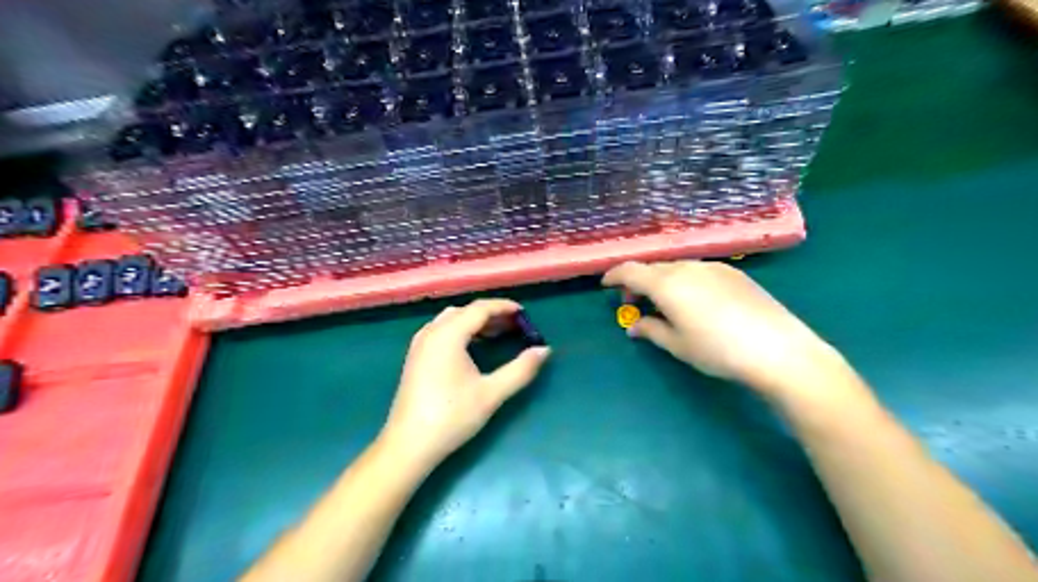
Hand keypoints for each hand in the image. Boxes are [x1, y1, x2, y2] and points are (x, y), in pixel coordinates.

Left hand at [375, 300, 551, 466]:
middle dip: (491, 314)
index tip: (524, 313)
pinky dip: (461, 331)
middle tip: (515, 325)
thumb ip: (521, 369)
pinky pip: (441, 331)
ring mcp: (420, 344)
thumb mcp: (492, 393)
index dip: (504, 307)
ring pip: (451, 320)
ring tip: (498, 334)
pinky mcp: (415, 357)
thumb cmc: (452, 416)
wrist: (408, 445)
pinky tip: (473, 349)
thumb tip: (544, 350)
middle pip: (465, 311)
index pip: (480, 309)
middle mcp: (431, 332)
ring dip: (475, 322)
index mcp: (448, 335)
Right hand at [604, 259, 847, 399]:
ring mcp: (713, 267)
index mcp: (667, 284)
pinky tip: (694, 300)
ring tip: (665, 303)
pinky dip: (684, 280)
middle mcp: (688, 267)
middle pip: (653, 267)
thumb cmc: (718, 350)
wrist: (778, 349)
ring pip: (677, 267)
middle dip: (638, 282)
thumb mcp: (678, 345)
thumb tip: (634, 326)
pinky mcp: (734, 273)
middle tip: (635, 304)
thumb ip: (651, 330)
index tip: (606, 285)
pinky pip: (698, 270)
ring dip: (662, 280)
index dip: (614, 276)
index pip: (631, 271)